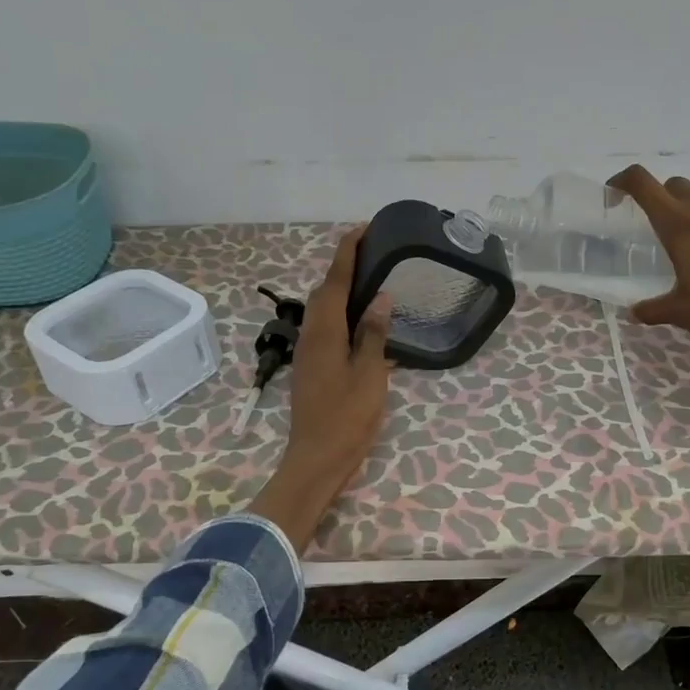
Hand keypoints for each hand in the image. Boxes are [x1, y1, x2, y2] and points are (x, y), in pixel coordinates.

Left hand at [248, 228, 392, 548]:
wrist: (317, 459)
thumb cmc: (347, 418)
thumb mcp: (370, 375)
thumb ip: (374, 334)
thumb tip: (380, 297)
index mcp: (325, 332)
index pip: (334, 281)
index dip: (347, 253)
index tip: (362, 229)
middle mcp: (312, 336)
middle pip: (323, 292)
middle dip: (343, 268)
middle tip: (373, 255)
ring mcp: (309, 354)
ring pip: (322, 312)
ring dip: (341, 291)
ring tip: (371, 283)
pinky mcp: (312, 369)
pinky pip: (326, 329)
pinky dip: (342, 315)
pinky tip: (363, 324)